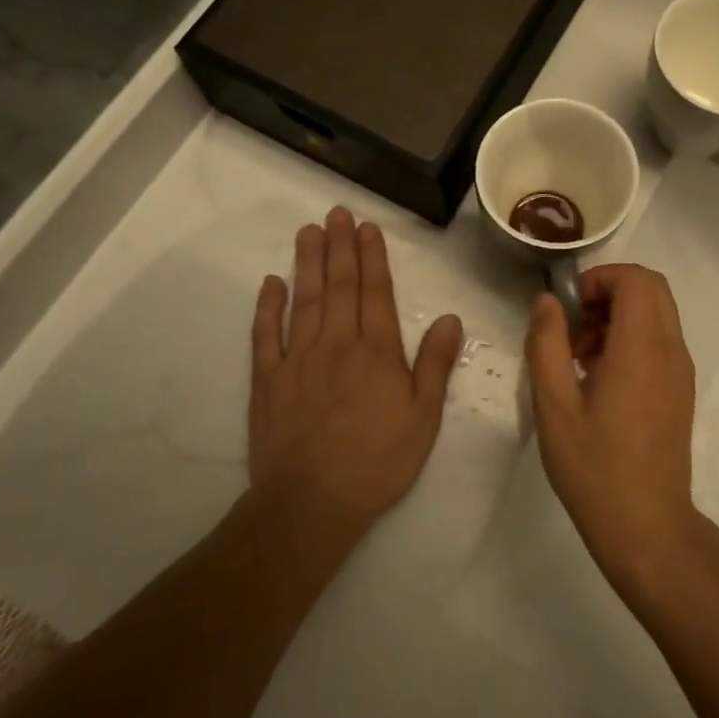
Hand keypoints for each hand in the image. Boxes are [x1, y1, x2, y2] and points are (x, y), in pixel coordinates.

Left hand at [247, 207, 462, 540]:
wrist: (311, 504)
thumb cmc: (377, 461)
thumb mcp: (423, 417)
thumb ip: (435, 364)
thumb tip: (452, 318)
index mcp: (376, 352)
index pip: (375, 293)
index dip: (372, 257)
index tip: (367, 227)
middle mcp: (336, 344)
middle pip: (339, 286)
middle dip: (340, 247)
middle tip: (336, 213)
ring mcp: (298, 359)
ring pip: (304, 300)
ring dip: (308, 263)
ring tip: (308, 231)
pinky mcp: (267, 380)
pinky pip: (266, 335)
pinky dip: (268, 306)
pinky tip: (272, 283)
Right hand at [523, 264, 704, 597]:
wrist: (648, 528)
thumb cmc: (595, 468)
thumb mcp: (554, 406)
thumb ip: (547, 345)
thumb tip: (548, 302)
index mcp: (642, 348)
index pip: (636, 278)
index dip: (599, 279)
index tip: (569, 309)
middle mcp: (670, 349)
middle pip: (651, 288)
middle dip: (609, 292)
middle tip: (574, 327)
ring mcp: (681, 370)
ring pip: (657, 313)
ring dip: (619, 316)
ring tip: (580, 357)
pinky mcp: (680, 389)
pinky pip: (660, 340)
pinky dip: (631, 338)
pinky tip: (599, 379)